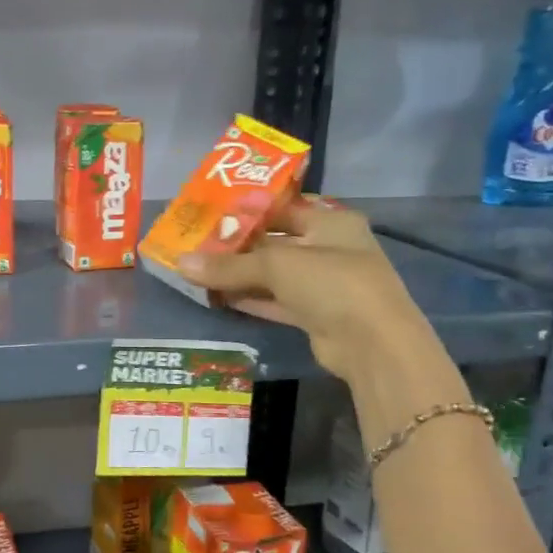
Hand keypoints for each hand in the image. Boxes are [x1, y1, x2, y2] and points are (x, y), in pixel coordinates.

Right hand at [175, 197, 432, 383]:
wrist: (373, 344)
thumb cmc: (331, 283)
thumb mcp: (276, 265)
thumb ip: (227, 265)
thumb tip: (180, 263)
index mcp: (330, 222)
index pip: (282, 207)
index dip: (246, 209)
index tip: (209, 212)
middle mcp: (329, 248)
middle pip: (275, 241)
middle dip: (237, 244)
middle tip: (196, 241)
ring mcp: (323, 284)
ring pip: (273, 274)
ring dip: (240, 274)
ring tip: (198, 269)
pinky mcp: (315, 314)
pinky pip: (275, 301)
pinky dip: (250, 298)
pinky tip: (218, 296)